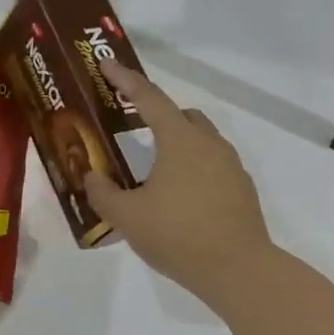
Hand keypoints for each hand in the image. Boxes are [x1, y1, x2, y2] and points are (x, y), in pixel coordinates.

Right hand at [84, 62, 273, 310]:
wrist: (238, 270)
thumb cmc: (177, 235)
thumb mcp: (126, 217)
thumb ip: (102, 193)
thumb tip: (92, 177)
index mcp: (180, 140)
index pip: (149, 99)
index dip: (125, 80)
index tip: (107, 64)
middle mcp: (209, 144)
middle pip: (181, 116)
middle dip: (156, 115)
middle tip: (131, 127)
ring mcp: (230, 167)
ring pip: (199, 141)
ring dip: (175, 145)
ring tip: (152, 171)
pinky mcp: (241, 190)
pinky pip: (211, 166)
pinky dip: (191, 169)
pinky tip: (177, 198)